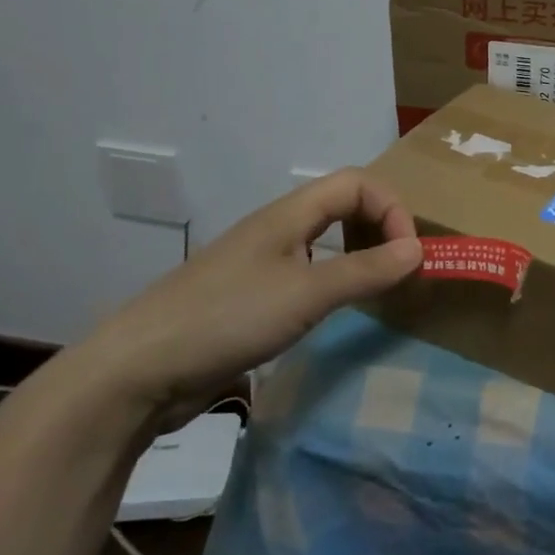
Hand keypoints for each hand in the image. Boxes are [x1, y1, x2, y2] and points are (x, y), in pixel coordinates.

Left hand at [74, 169, 421, 432]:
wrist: (135, 371)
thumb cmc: (227, 319)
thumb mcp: (307, 294)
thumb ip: (366, 271)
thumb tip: (419, 250)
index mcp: (289, 214)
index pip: (357, 183)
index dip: (391, 209)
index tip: (407, 254)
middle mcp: (277, 229)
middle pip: (342, 204)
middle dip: (379, 227)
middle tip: (399, 267)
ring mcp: (259, 263)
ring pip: (324, 239)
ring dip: (358, 253)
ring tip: (377, 287)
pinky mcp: (248, 297)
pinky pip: (306, 273)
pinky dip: (334, 280)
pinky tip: (334, 310)